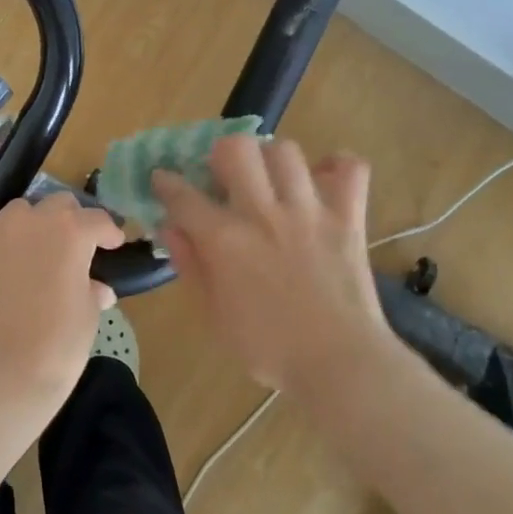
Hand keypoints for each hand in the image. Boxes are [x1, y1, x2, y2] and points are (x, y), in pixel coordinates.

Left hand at [0, 194, 123, 417]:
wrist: (3, 374)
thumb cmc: (59, 343)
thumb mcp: (88, 314)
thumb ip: (92, 289)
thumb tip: (96, 288)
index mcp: (69, 231)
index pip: (96, 219)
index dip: (109, 232)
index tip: (113, 245)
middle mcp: (29, 223)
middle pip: (56, 204)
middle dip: (70, 220)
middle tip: (75, 246)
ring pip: (17, 215)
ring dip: (32, 227)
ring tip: (37, 255)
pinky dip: (1, 258)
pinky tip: (4, 285)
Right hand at [153, 136, 391, 398]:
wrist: (339, 364)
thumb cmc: (268, 347)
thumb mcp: (214, 314)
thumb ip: (191, 266)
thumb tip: (170, 228)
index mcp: (225, 240)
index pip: (183, 195)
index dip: (166, 182)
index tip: (162, 179)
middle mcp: (263, 213)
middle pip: (236, 149)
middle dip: (221, 155)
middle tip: (224, 177)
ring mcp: (309, 211)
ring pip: (286, 151)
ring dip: (271, 159)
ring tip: (270, 179)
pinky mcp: (348, 217)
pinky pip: (350, 169)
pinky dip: (337, 165)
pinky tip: (321, 180)